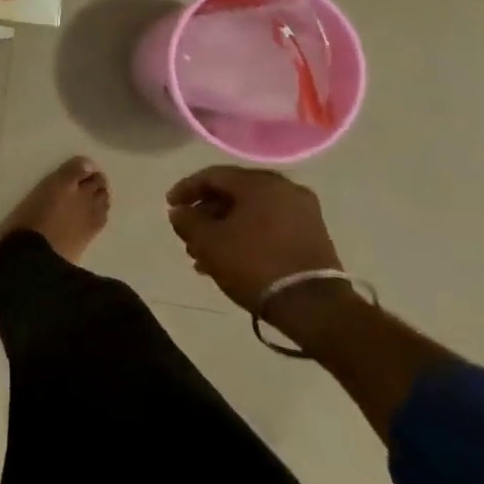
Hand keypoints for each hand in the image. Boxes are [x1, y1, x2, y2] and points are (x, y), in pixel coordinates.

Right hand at [166, 166, 343, 315]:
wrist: (313, 307)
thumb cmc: (253, 264)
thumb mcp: (207, 241)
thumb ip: (187, 220)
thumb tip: (180, 212)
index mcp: (260, 183)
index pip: (213, 175)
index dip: (186, 189)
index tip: (170, 206)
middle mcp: (285, 190)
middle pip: (233, 193)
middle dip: (206, 213)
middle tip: (188, 232)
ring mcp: (304, 214)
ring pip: (251, 213)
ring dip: (225, 228)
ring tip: (204, 254)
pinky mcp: (313, 237)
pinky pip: (270, 227)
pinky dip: (247, 236)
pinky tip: (230, 259)